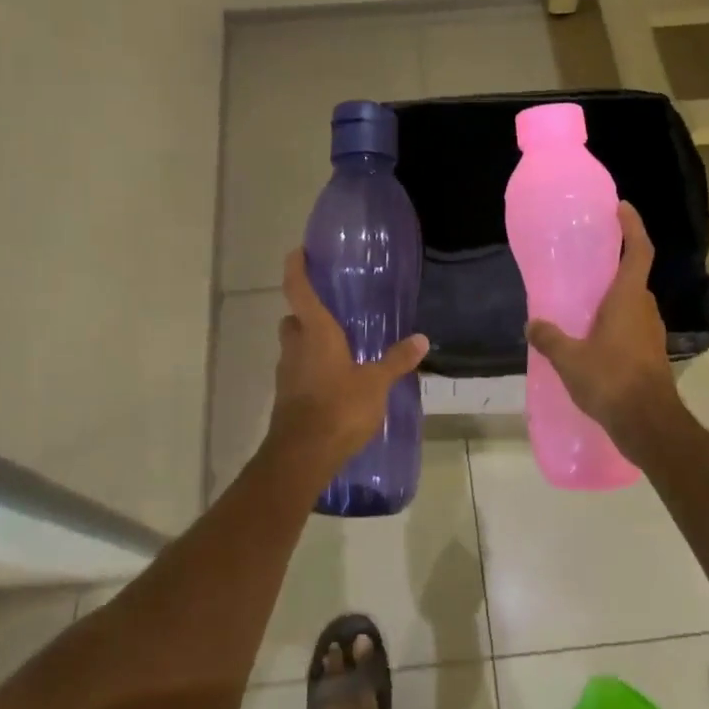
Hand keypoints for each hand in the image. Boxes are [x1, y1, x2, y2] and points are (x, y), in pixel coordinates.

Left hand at [271, 249, 427, 462]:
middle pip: (293, 319)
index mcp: (315, 332)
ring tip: (338, 346)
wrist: (302, 456)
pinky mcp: (286, 397)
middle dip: (305, 313)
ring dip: (308, 342)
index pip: (298, 289)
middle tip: (330, 310)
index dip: (296, 268)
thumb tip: (421, 339)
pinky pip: (297, 371)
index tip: (298, 252)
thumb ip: (396, 360)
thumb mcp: (375, 383)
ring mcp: (287, 373)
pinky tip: (333, 379)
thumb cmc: (339, 407)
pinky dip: (310, 368)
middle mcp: (295, 346)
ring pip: (293, 346)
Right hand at [525, 202, 681, 453]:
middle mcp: (644, 309)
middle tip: (586, 258)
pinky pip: (630, 326)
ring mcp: (650, 333)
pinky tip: (590, 337)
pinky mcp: (649, 355)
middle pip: (633, 276)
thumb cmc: (612, 381)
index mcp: (628, 298)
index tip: (620, 207)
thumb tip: (532, 325)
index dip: (632, 226)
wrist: (650, 425)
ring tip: (582, 299)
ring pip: (631, 304)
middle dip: (614, 264)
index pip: (638, 250)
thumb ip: (550, 339)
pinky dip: (613, 323)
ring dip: (612, 297)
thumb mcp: (570, 360)